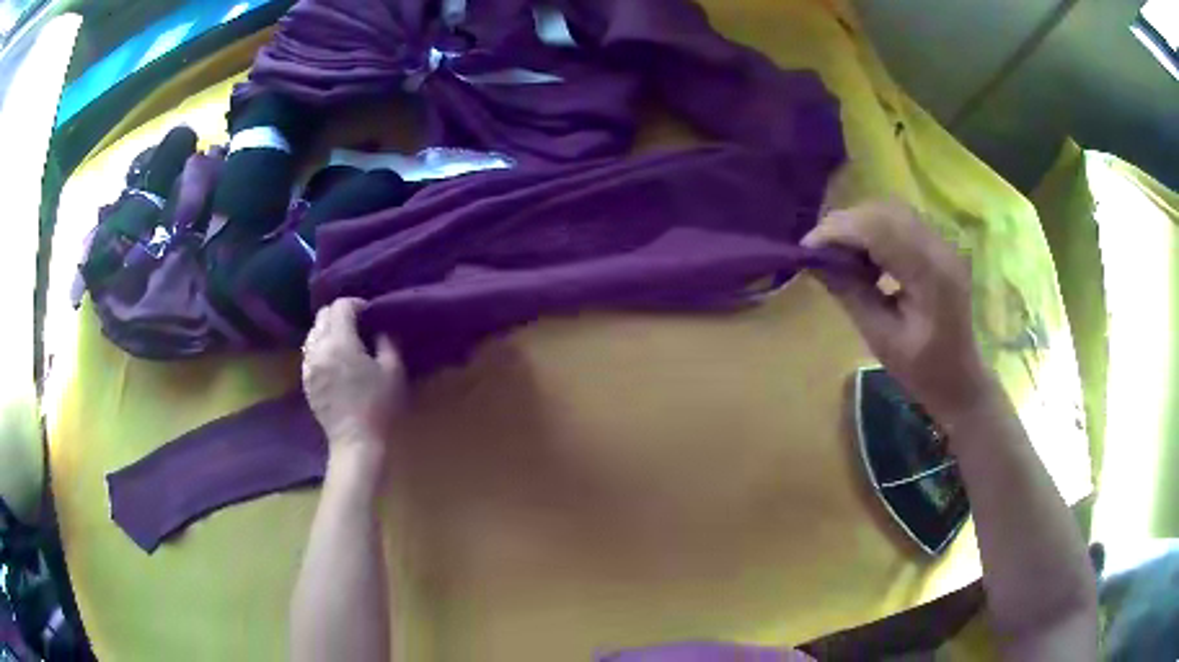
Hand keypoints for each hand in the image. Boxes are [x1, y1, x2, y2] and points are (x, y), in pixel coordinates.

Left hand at [302, 298, 404, 456]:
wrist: (356, 442)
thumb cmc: (378, 406)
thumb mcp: (393, 371)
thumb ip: (387, 342)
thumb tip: (381, 329)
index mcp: (340, 341)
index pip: (341, 306)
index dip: (357, 304)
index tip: (370, 314)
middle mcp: (318, 348)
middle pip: (323, 315)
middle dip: (340, 314)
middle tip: (358, 325)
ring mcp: (308, 365)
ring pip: (313, 332)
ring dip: (328, 329)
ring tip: (344, 342)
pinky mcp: (305, 381)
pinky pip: (309, 352)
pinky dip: (320, 347)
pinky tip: (334, 361)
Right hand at [802, 200, 998, 423]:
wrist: (961, 379)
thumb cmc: (923, 371)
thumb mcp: (882, 340)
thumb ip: (851, 295)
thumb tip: (814, 263)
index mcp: (930, 274)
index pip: (878, 229)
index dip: (837, 231)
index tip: (806, 250)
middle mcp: (939, 247)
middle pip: (883, 212)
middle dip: (844, 225)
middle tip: (819, 252)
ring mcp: (942, 243)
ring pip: (890, 211)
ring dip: (858, 226)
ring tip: (839, 256)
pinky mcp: (938, 245)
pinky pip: (900, 222)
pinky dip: (874, 231)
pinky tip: (865, 257)